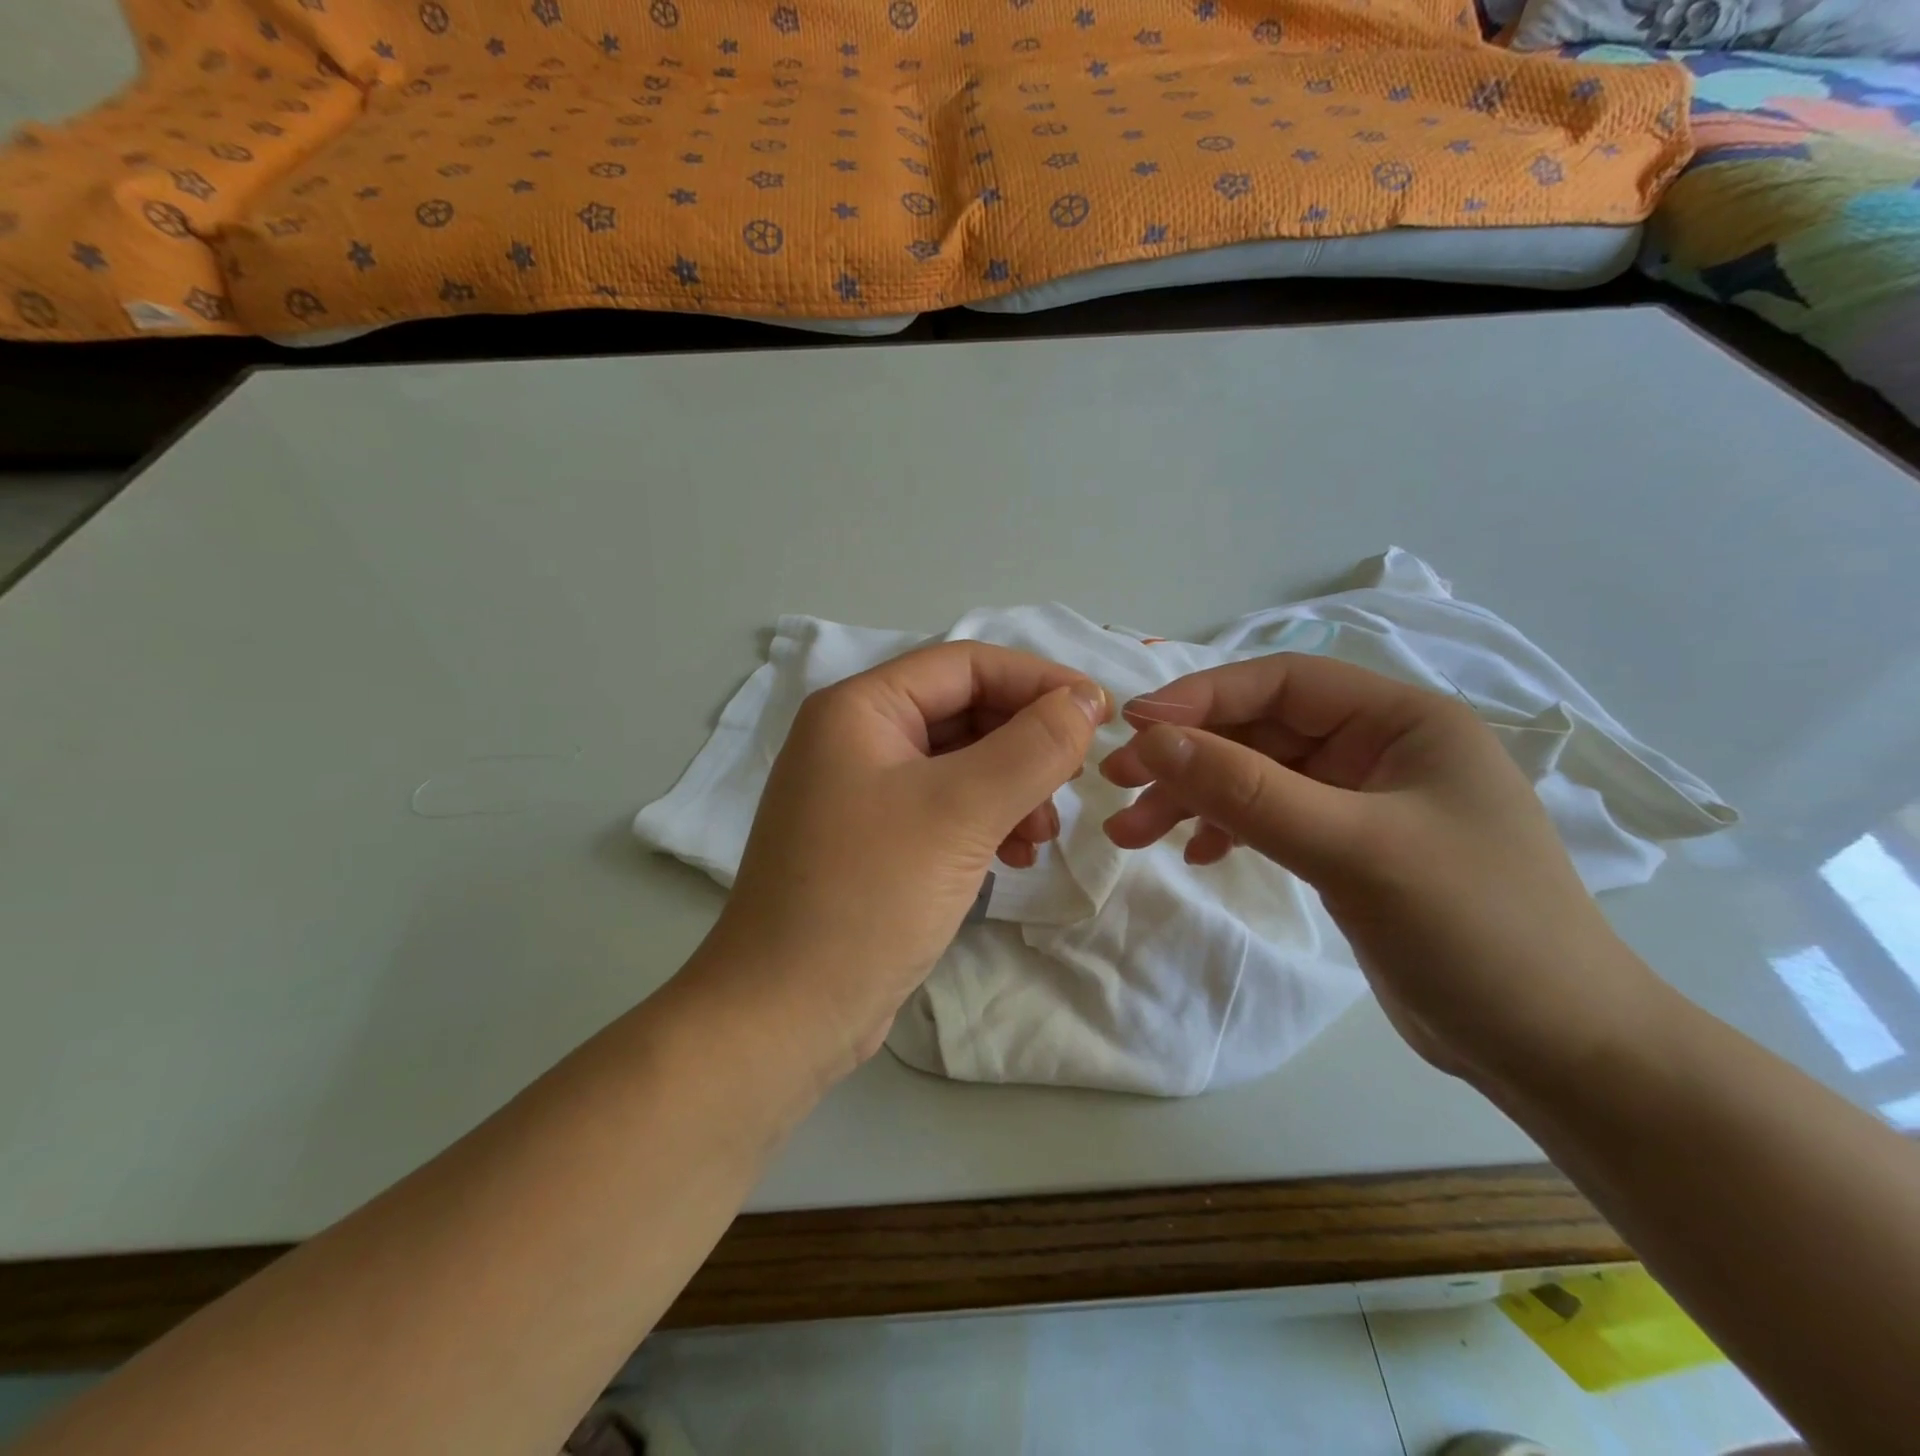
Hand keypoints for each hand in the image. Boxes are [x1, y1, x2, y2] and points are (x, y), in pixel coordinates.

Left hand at [699, 641, 1108, 1074]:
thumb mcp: (961, 811)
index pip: (966, 664)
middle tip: (1073, 780)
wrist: (786, 1013)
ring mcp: (863, 793)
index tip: (1100, 712)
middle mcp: (856, 739)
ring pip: (960, 764)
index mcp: (860, 709)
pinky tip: (1015, 855)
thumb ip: (1032, 747)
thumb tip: (1084, 699)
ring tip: (1043, 832)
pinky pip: (945, 809)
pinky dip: (986, 821)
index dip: (1038, 680)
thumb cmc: (870, 895)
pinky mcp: (875, 841)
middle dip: (1025, 743)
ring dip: (1013, 787)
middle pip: (964, 712)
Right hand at [1099, 653, 1661, 1087]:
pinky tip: (1199, 854)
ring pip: (1257, 778)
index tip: (1133, 728)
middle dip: (1188, 758)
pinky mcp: (1350, 849)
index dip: (1202, 697)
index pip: (1282, 683)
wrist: (1557, 1052)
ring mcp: (1364, 801)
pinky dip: (1228, 829)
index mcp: (1403, 721)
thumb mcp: (1353, 849)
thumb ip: (1247, 790)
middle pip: (1260, 733)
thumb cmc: (1474, 930)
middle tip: (1116, 786)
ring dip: (1195, 799)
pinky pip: (1271, 819)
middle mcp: (1381, 749)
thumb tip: (1150, 739)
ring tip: (1132, 833)